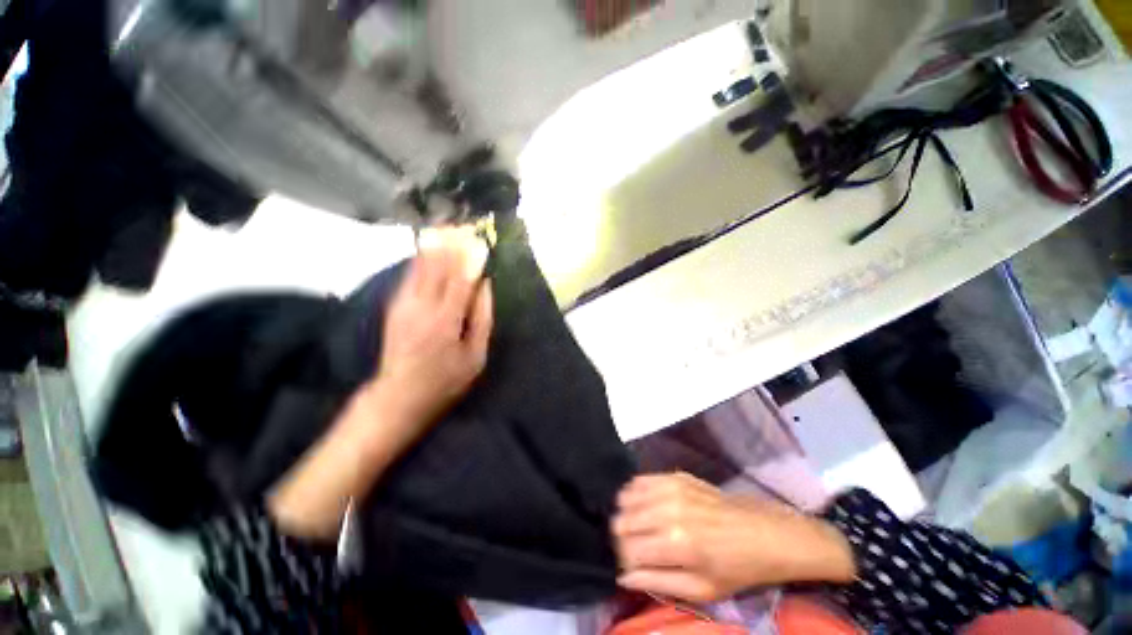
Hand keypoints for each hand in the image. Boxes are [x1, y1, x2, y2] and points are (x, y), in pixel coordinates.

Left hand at [371, 226, 492, 433]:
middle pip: (437, 264)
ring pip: (420, 264)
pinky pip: (411, 273)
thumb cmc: (445, 379)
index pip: (460, 278)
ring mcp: (404, 302)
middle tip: (465, 223)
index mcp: (445, 320)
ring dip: (436, 244)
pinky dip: (423, 257)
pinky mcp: (395, 304)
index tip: (481, 237)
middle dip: (452, 242)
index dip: (471, 255)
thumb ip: (482, 318)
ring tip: (450, 226)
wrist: (398, 395)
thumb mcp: (475, 356)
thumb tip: (485, 286)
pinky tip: (432, 246)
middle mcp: (421, 305)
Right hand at [612, 473, 855, 603]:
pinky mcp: (674, 475)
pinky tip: (644, 507)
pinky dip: (635, 495)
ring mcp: (670, 487)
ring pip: (626, 498)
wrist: (764, 533)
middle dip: (623, 539)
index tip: (631, 566)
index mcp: (675, 544)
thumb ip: (658, 583)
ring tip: (640, 528)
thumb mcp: (701, 590)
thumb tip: (623, 577)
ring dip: (628, 516)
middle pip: (622, 521)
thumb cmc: (736, 568)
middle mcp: (667, 510)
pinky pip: (639, 481)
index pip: (627, 549)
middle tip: (636, 549)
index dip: (624, 561)